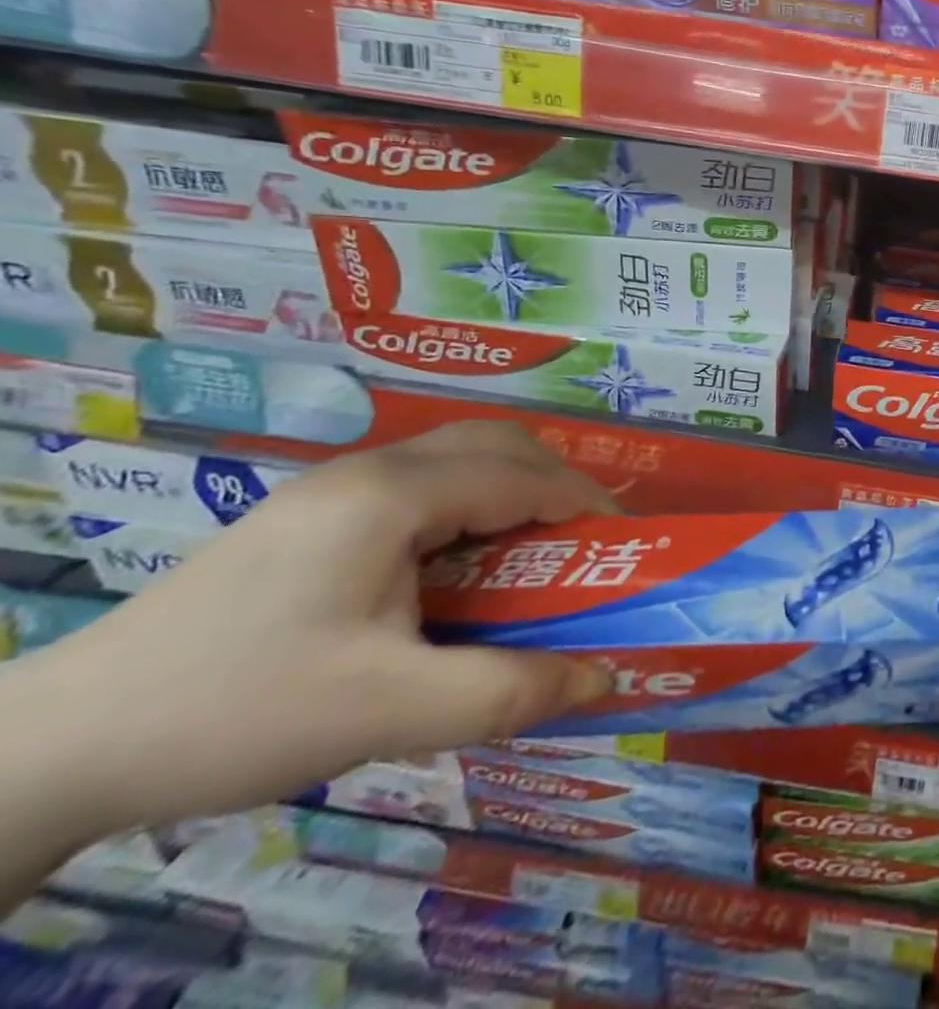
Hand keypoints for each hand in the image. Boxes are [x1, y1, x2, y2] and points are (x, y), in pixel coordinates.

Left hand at [9, 421, 615, 841]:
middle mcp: (368, 472)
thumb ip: (506, 692)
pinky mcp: (310, 518)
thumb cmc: (238, 711)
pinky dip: (467, 508)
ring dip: (510, 489)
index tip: (625, 543)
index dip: (584, 502)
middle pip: (494, 443)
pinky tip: (456, 568)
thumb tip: (604, 679)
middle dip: (554, 481)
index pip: (522, 474)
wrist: (58, 748)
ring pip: (455, 458)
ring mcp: (332, 490)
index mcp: (393, 497)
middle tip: (581, 541)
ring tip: (530, 552)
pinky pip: (419, 486)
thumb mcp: (386, 711)